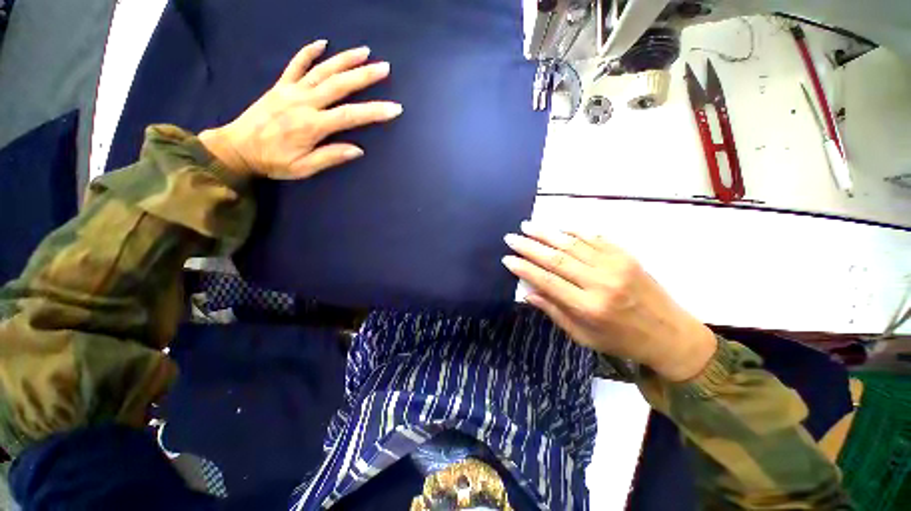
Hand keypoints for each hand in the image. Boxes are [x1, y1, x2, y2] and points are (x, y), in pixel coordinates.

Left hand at [199, 40, 402, 179]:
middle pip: (339, 85)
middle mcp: (304, 102)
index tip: (394, 108)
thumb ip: (330, 157)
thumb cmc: (272, 161)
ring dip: (344, 59)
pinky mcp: (280, 86)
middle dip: (364, 76)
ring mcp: (291, 90)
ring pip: (322, 70)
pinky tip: (322, 43)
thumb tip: (358, 150)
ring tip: (364, 51)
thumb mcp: (303, 168)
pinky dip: (308, 52)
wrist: (236, 148)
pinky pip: (295, 64)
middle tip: (384, 68)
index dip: (374, 112)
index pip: (350, 115)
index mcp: (312, 125)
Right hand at [502, 222, 716, 381]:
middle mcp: (600, 283)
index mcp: (588, 307)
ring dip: (546, 233)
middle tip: (511, 237)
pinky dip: (573, 231)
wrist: (670, 334)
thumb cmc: (621, 340)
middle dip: (529, 246)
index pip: (547, 281)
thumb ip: (554, 311)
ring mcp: (615, 265)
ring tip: (527, 226)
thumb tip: (528, 293)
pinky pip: (594, 238)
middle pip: (556, 258)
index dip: (524, 268)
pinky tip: (558, 227)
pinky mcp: (625, 255)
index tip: (507, 258)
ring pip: (572, 244)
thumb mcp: (583, 336)